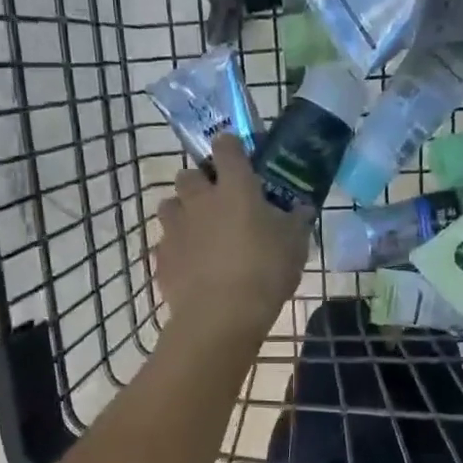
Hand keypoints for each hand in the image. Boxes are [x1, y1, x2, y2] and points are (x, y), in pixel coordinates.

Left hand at [154, 135, 309, 346]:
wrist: (221, 315)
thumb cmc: (265, 271)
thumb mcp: (294, 245)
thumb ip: (295, 221)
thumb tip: (301, 209)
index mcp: (235, 188)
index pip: (227, 147)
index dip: (231, 148)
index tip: (238, 158)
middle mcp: (199, 199)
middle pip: (188, 174)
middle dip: (200, 183)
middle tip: (218, 202)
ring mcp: (175, 227)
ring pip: (170, 205)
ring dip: (182, 212)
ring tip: (199, 233)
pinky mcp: (161, 256)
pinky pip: (165, 243)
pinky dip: (177, 249)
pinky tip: (192, 266)